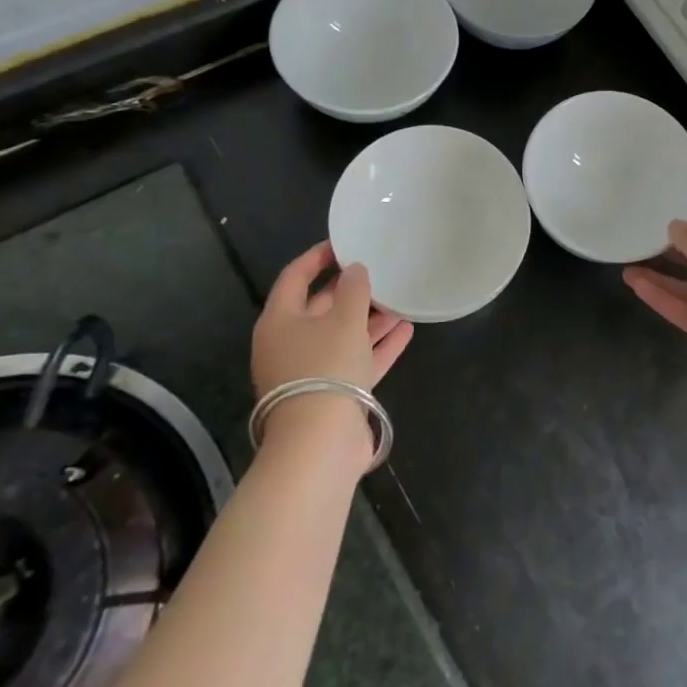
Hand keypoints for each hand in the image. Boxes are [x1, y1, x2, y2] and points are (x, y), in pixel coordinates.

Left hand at [252, 242, 413, 396]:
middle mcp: (290, 344)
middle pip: (320, 308)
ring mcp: (311, 372)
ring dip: (369, 319)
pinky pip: (356, 361)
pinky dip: (378, 346)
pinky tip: (406, 330)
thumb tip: (355, 270)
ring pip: (341, 336)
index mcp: (280, 321)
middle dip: (350, 290)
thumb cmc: (325, 367)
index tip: (344, 243)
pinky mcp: (332, 395)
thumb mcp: (343, 319)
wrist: (320, 444)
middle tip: (378, 270)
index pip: (294, 277)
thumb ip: (353, 289)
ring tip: (399, 299)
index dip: (317, 257)